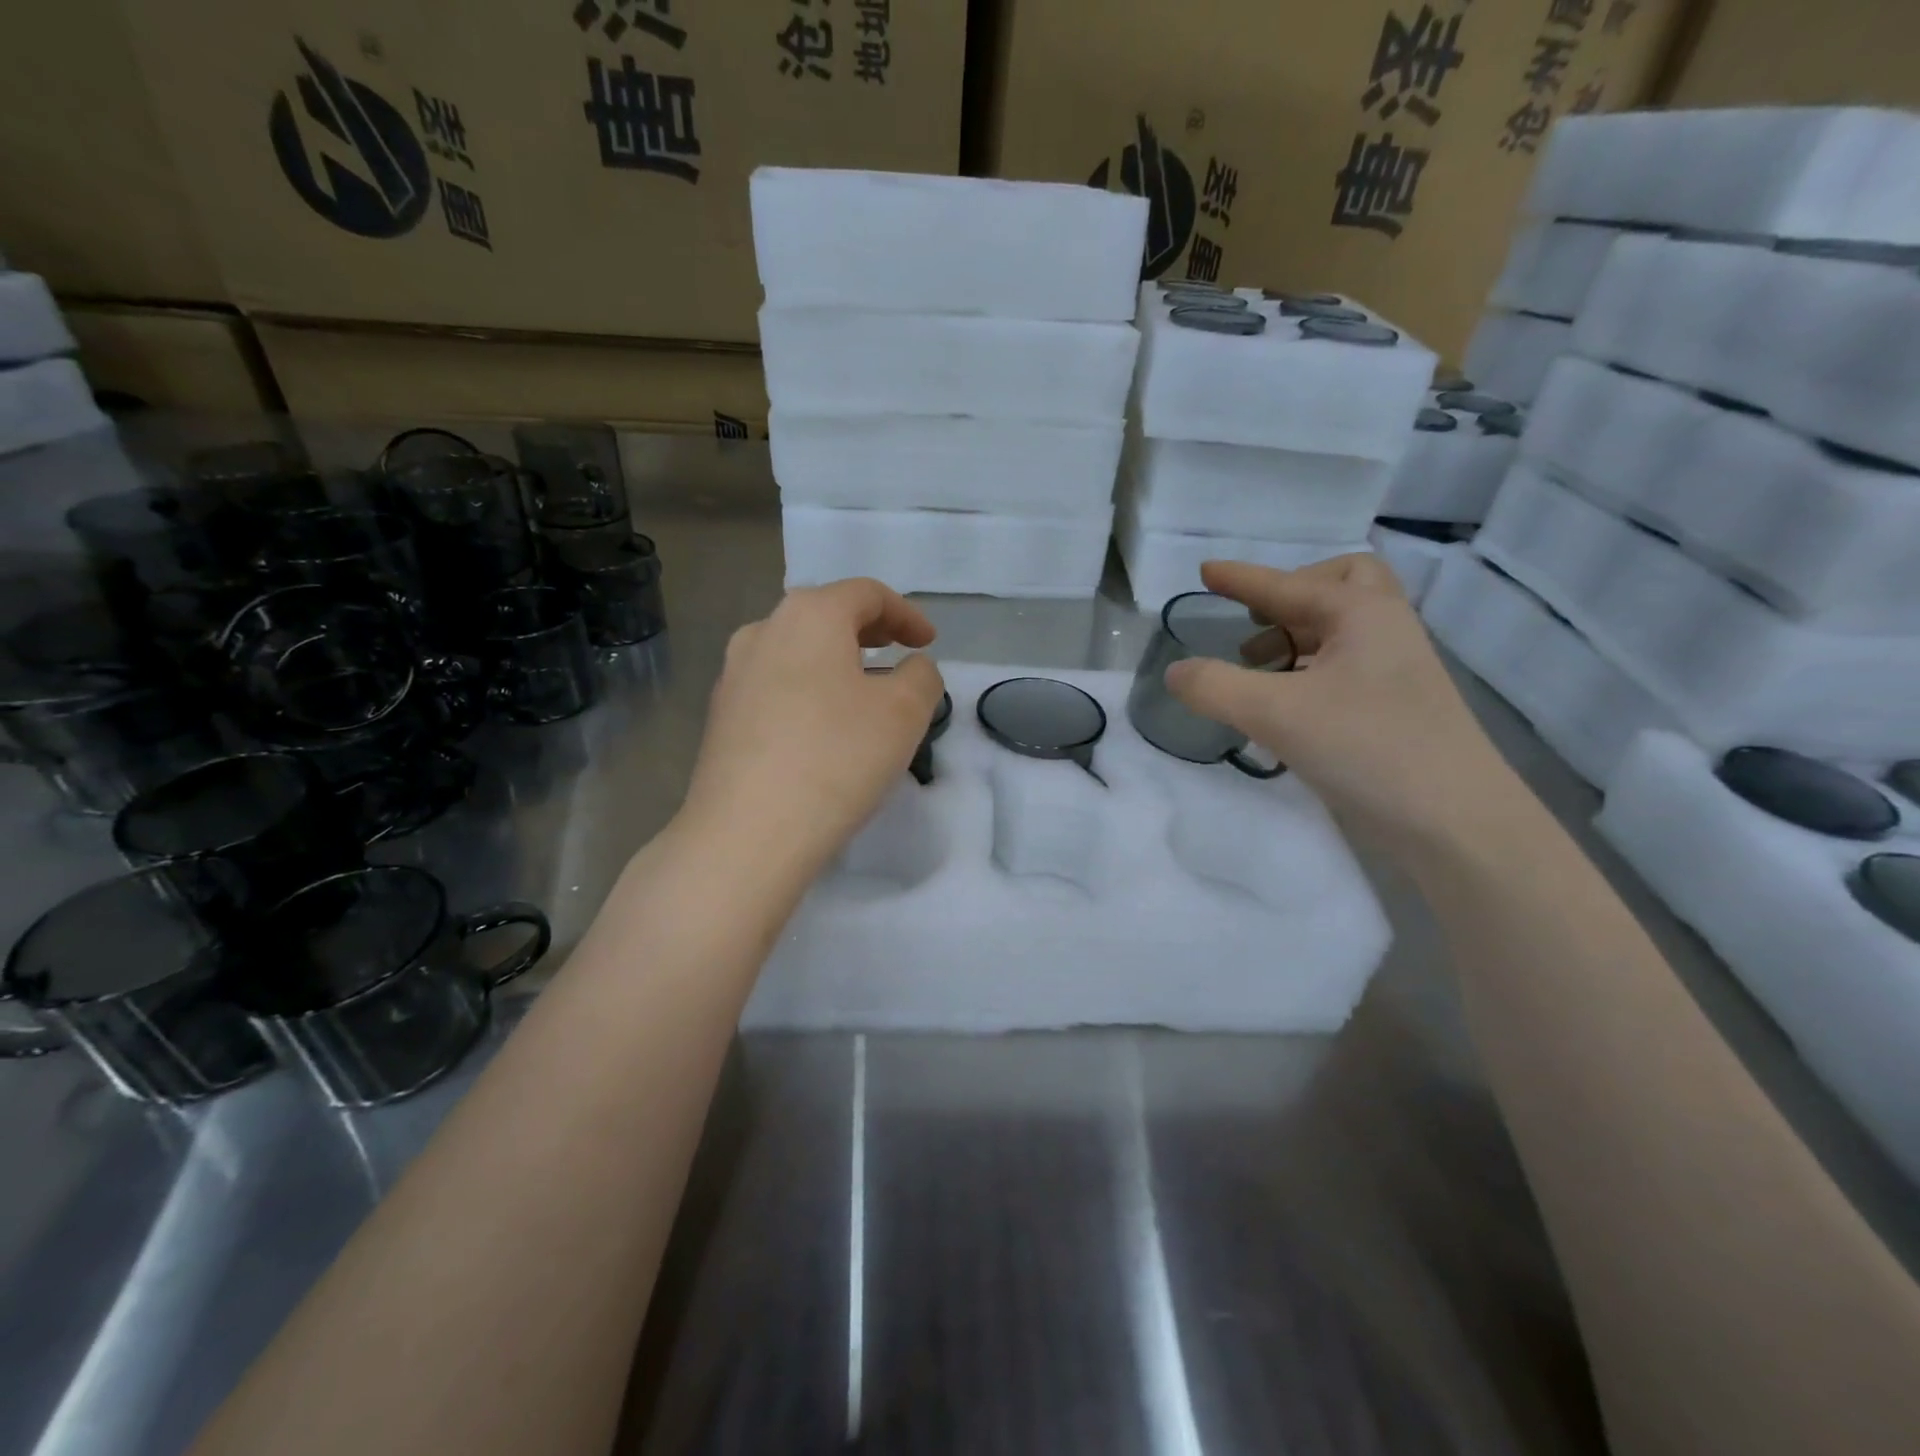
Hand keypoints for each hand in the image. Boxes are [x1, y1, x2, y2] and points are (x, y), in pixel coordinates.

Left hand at [680, 578, 944, 874]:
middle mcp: (762, 631)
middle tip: (898, 653)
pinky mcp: (721, 717)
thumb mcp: (905, 712)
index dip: (905, 613)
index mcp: (809, 615)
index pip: (866, 593)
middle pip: (825, 615)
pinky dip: (809, 690)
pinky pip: (776, 686)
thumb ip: (921, 676)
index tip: (928, 643)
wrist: (747, 833)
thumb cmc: (837, 757)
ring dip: (835, 661)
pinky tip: (823, 727)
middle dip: (869, 631)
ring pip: (797, 651)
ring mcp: (734, 675)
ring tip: (863, 692)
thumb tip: (910, 668)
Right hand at [1164, 556, 1516, 850]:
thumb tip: (1175, 672)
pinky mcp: (1395, 708)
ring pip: (1342, 629)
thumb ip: (1214, 687)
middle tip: (1256, 619)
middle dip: (1292, 594)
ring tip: (1255, 665)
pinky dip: (1307, 669)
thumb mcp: (1275, 713)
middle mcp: (1384, 630)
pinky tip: (1281, 704)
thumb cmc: (1367, 748)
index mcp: (1362, 614)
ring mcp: (1395, 671)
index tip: (1204, 571)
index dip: (1241, 578)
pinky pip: (1344, 666)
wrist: (1455, 822)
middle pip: (1341, 586)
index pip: (1288, 585)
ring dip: (1295, 634)